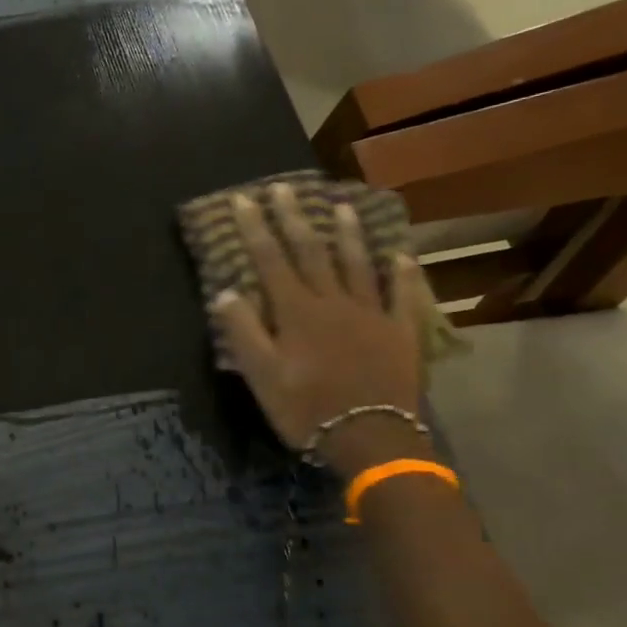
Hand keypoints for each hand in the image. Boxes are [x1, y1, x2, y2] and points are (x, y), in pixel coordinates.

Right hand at [210, 184, 433, 476]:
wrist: (369, 437)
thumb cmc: (306, 409)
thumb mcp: (261, 376)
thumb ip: (243, 332)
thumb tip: (225, 292)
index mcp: (296, 312)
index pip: (271, 260)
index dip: (256, 229)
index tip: (244, 199)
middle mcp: (333, 301)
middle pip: (312, 252)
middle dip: (294, 219)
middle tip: (284, 189)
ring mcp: (371, 313)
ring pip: (357, 264)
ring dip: (347, 233)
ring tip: (341, 205)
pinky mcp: (400, 331)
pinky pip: (401, 294)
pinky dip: (401, 273)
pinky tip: (400, 254)